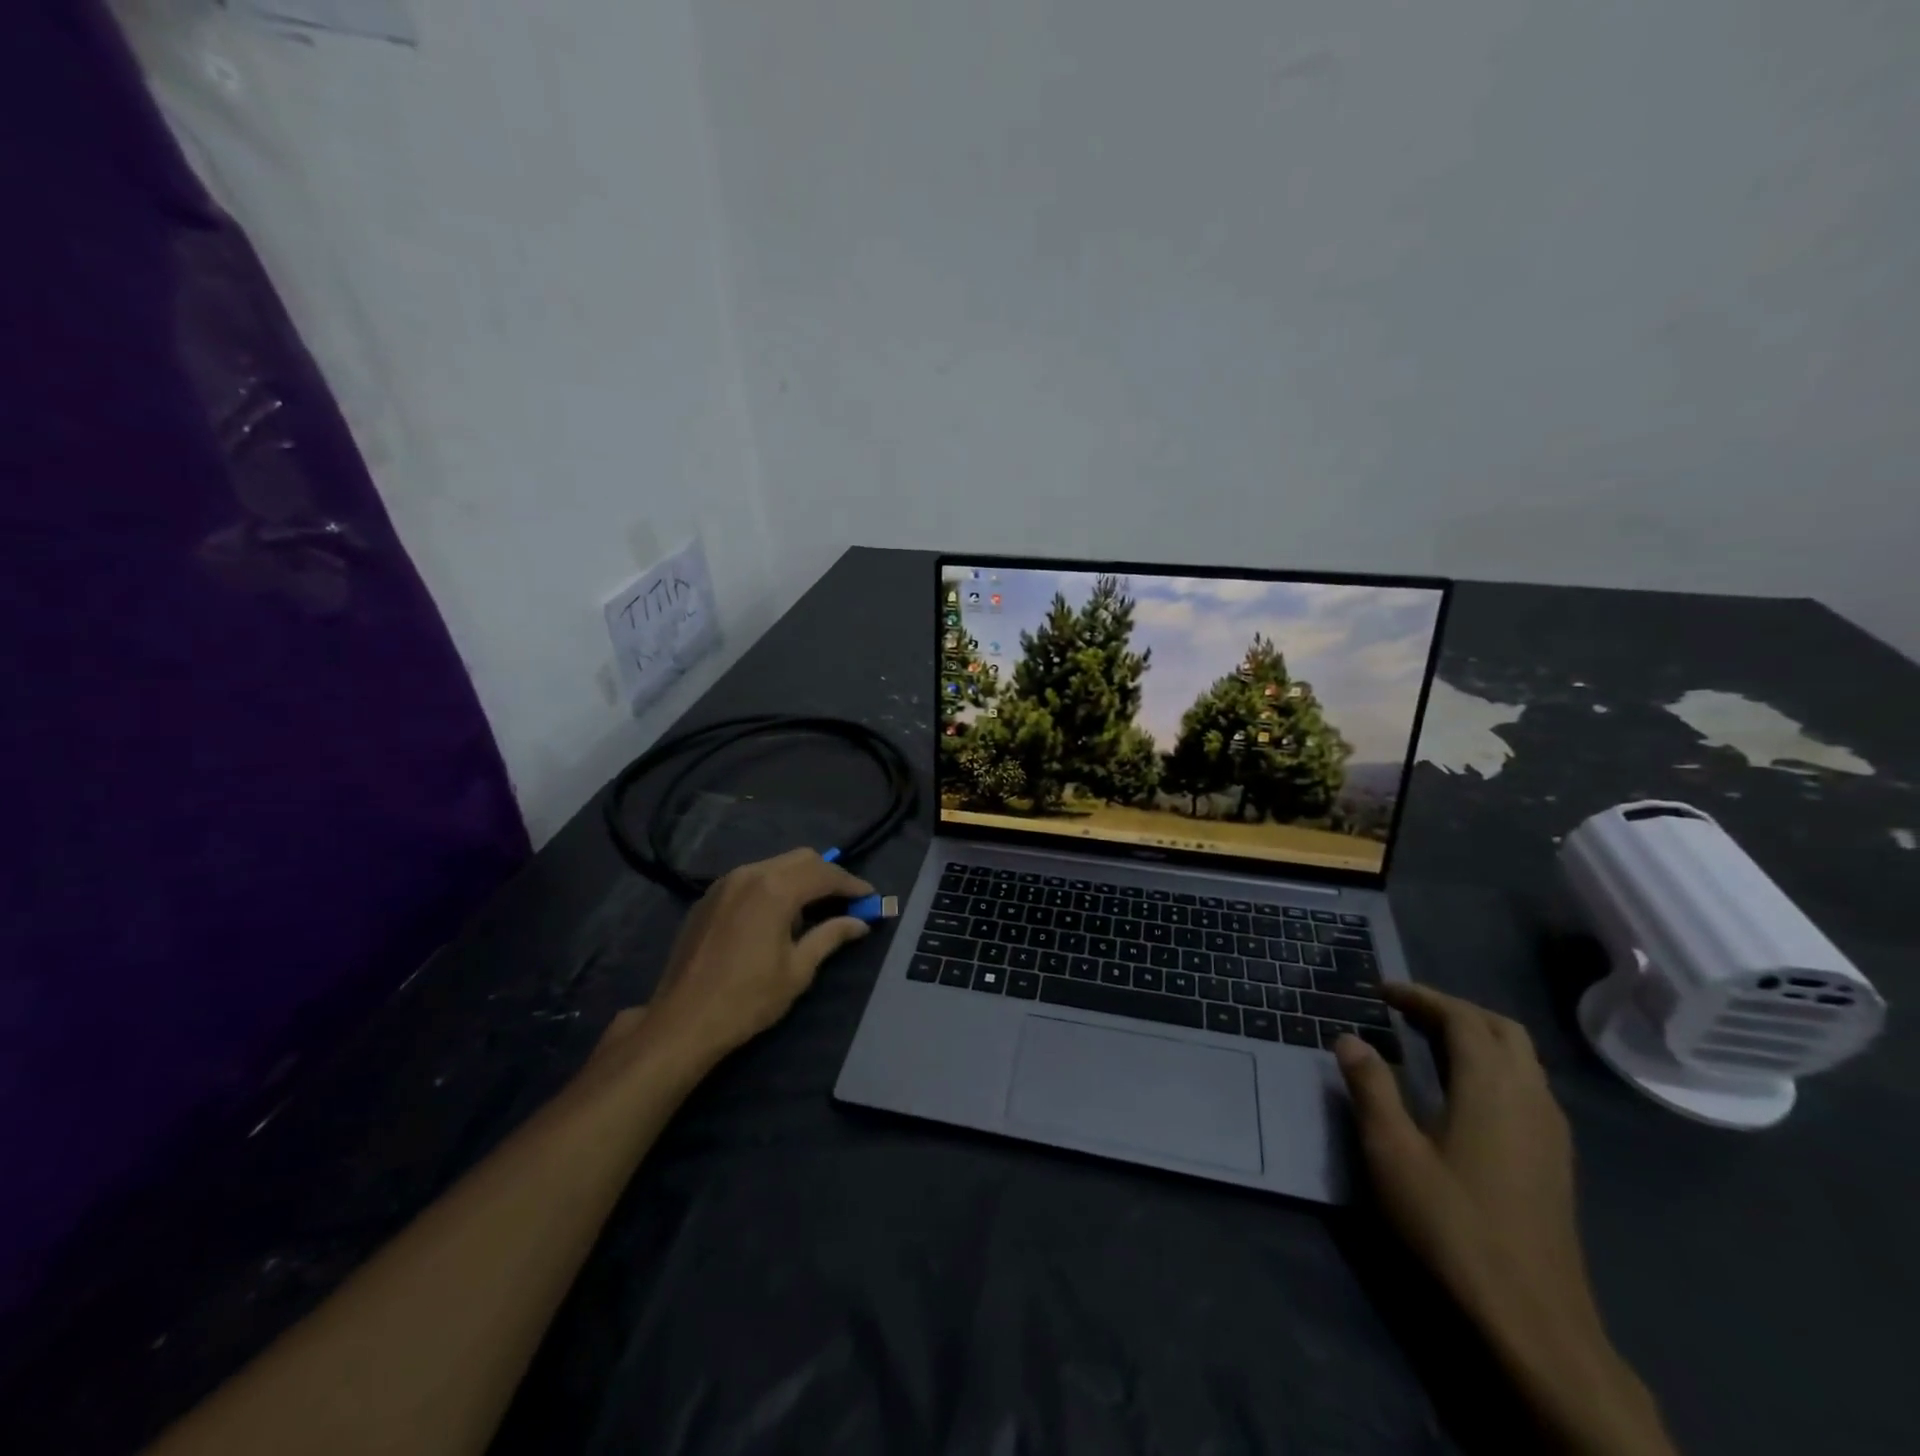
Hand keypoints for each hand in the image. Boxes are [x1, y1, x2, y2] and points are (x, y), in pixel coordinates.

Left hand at [643, 848, 874, 1061]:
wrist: (682, 1021)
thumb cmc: (747, 999)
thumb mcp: (798, 970)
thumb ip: (830, 937)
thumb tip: (860, 923)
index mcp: (775, 889)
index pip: (825, 873)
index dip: (852, 884)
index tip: (870, 898)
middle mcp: (750, 874)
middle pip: (801, 859)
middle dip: (828, 875)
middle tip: (846, 901)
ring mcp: (725, 882)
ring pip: (775, 865)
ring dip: (800, 879)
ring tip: (814, 910)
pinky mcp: (709, 896)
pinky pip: (752, 877)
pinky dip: (774, 885)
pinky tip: (777, 916)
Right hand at [1336, 986, 1675, 1455]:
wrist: (1532, 1317)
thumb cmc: (1452, 1224)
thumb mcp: (1392, 1152)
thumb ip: (1371, 1088)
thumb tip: (1349, 1038)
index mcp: (1492, 1087)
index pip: (1462, 1017)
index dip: (1421, 996)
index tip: (1382, 990)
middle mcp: (1530, 1097)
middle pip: (1501, 1029)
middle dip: (1454, 1009)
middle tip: (1406, 1010)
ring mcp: (1551, 1131)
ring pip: (1521, 1058)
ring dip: (1477, 1036)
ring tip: (1429, 1041)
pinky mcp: (1556, 1160)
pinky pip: (1528, 1086)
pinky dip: (1494, 1066)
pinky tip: (1465, 1092)